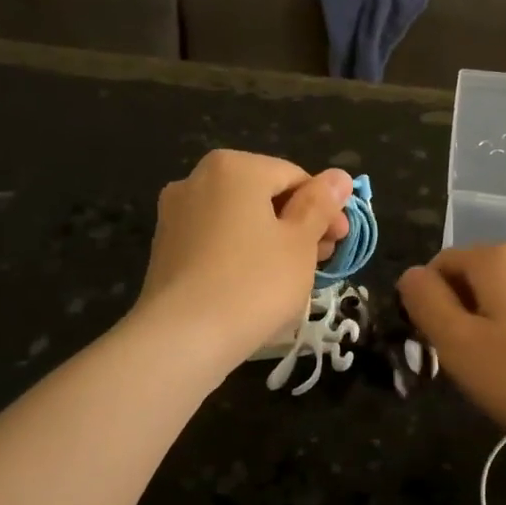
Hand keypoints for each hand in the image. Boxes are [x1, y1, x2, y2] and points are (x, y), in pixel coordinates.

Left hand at [136, 150, 351, 370]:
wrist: (183, 337)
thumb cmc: (254, 283)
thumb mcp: (300, 243)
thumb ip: (320, 204)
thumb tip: (339, 176)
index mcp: (235, 167)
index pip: (295, 177)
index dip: (325, 208)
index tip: (340, 241)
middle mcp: (197, 179)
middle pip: (263, 195)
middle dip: (297, 224)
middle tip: (321, 261)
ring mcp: (175, 214)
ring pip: (238, 219)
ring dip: (270, 240)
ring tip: (291, 277)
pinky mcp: (165, 248)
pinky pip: (215, 240)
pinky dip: (240, 254)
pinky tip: (254, 286)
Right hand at [398, 243, 505, 461]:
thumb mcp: (460, 344)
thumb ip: (427, 303)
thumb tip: (410, 275)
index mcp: (497, 258)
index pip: (439, 266)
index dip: (427, 305)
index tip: (437, 347)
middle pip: (472, 279)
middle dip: (459, 315)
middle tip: (465, 364)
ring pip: (503, 298)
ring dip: (488, 327)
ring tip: (498, 372)